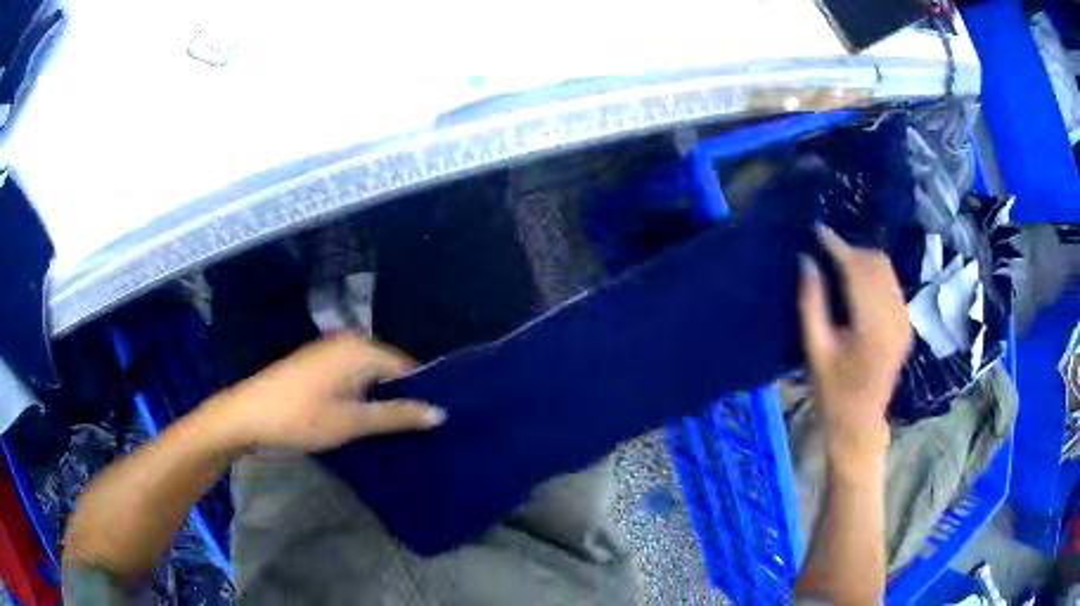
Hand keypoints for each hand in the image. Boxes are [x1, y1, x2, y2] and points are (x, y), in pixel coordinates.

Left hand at [212, 333, 445, 451]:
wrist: (247, 415)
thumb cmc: (302, 417)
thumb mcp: (353, 421)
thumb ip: (397, 415)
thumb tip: (440, 413)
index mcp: (361, 349)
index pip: (407, 367)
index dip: (420, 395)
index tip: (431, 424)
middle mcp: (348, 342)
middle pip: (388, 370)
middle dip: (399, 398)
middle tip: (413, 432)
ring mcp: (329, 351)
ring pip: (368, 376)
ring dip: (378, 400)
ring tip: (391, 431)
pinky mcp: (317, 364)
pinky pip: (351, 377)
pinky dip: (360, 396)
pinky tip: (361, 419)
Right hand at [798, 226, 911, 469]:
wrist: (860, 424)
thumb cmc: (832, 393)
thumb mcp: (815, 350)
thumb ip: (811, 303)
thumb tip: (806, 261)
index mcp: (871, 327)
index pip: (856, 270)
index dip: (836, 246)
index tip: (817, 229)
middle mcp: (894, 318)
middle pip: (876, 263)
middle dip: (850, 250)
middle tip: (825, 252)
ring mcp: (904, 321)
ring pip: (887, 270)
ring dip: (863, 261)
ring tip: (839, 265)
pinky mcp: (906, 325)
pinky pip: (892, 285)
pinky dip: (874, 275)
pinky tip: (858, 285)